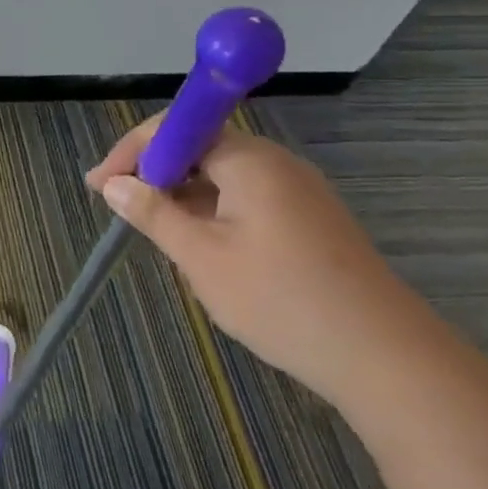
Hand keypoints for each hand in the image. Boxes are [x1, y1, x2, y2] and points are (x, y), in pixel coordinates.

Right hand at [87, 116, 427, 403]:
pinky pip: (247, 198)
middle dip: (154, 172)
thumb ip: (154, 214)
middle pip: (200, 147)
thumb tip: (114, 185)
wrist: (388, 359)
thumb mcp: (202, 258)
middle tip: (120, 206)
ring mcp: (298, 192)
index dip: (132, 151)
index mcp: (249, 160)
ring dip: (182, 193)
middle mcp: (275, 163)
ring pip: (222, 175)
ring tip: (154, 229)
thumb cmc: (282, 300)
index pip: (177, 129)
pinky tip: (201, 245)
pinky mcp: (311, 221)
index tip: (100, 184)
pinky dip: (213, 210)